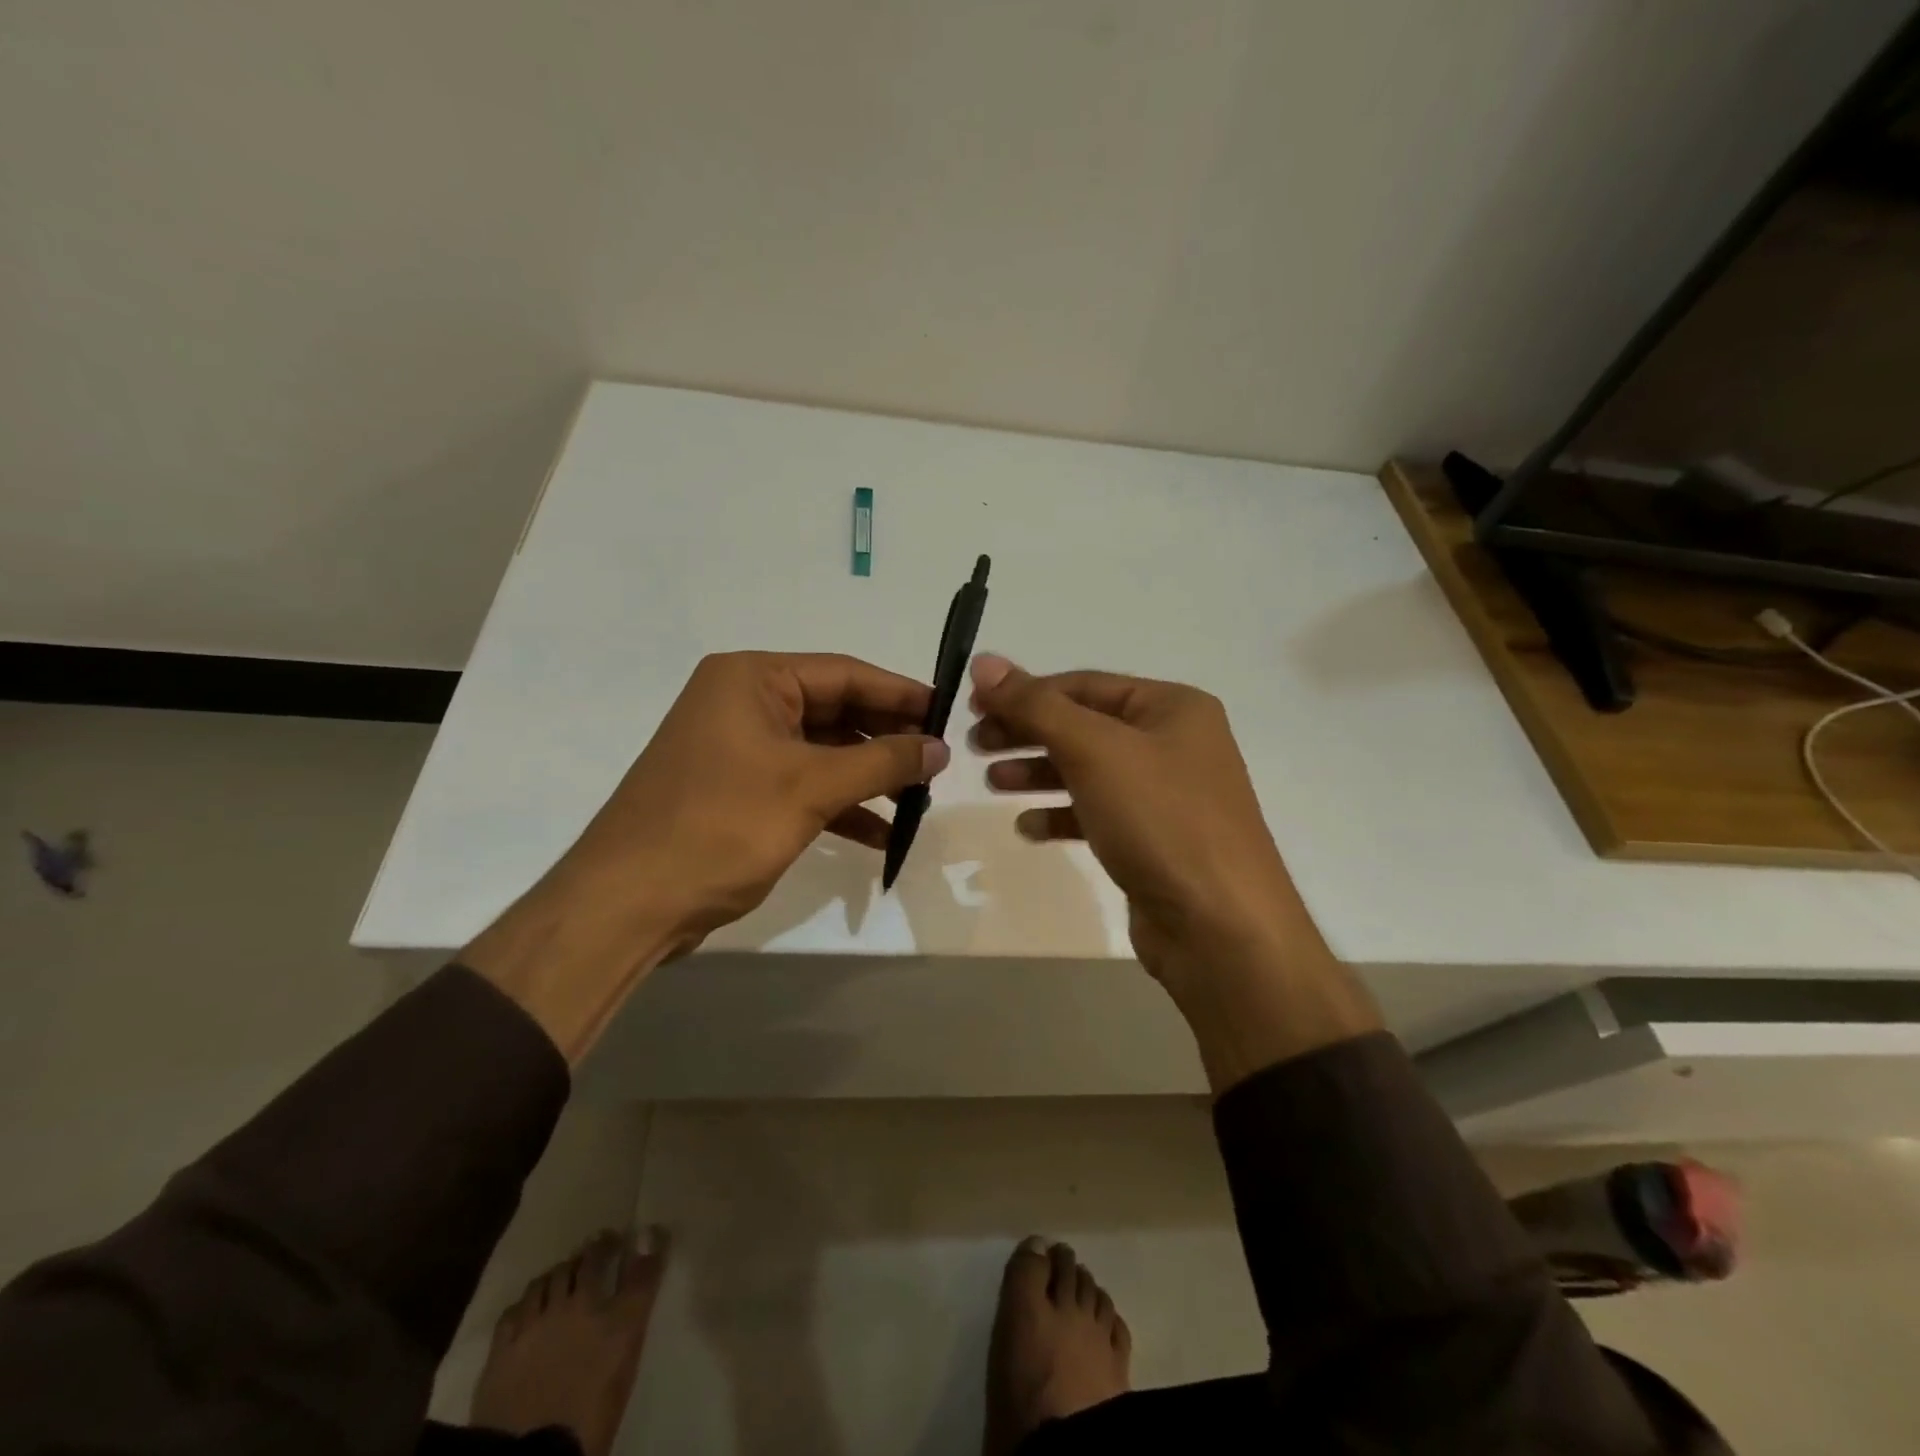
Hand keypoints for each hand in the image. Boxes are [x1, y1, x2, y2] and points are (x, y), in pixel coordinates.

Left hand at [465, 651, 947, 1059]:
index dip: (901, 693)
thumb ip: (881, 762)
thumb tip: (940, 748)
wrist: (627, 904)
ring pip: (822, 752)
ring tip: (919, 798)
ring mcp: (740, 750)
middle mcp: (744, 703)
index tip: (949, 712)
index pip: (844, 673)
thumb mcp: (809, 788)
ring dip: (868, 776)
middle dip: (887, 739)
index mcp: (752, 679)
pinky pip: (803, 786)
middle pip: (835, 710)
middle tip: (939, 761)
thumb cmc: (720, 827)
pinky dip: (841, 806)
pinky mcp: (740, 792)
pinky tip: (882, 834)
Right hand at [969, 653, 1377, 1085]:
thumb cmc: (1160, 820)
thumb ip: (1036, 705)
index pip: (1084, 684)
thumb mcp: (1094, 750)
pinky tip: (1028, 826)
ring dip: (1038, 772)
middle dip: (1028, 732)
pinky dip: (1061, 814)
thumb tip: (984, 661)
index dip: (1025, 691)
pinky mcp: (1154, 840)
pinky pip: (1098, 813)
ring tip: (992, 783)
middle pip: (1084, 725)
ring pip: (1088, 770)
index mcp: (1172, 707)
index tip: (973, 705)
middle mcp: (1174, 743)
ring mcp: (1166, 795)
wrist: (1220, 927)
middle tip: (975, 746)